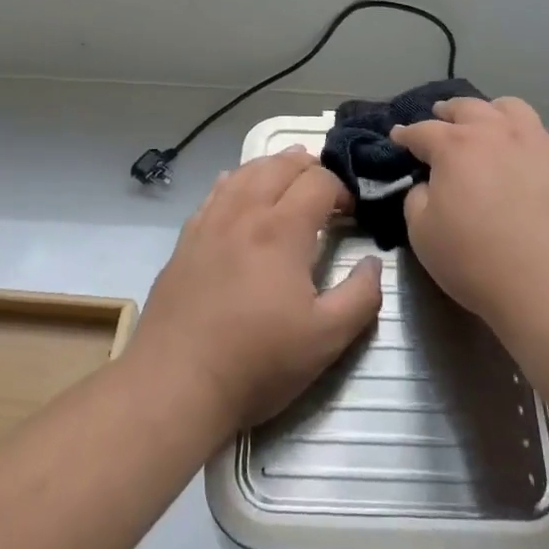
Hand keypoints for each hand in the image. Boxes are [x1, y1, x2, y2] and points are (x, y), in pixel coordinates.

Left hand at [129, 149, 382, 432]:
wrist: (175, 383)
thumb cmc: (257, 362)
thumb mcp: (327, 339)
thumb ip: (361, 295)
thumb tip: (373, 263)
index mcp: (282, 229)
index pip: (319, 181)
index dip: (342, 189)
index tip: (351, 214)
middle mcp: (245, 212)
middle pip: (280, 165)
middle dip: (310, 167)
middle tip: (325, 190)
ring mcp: (210, 222)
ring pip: (245, 171)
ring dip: (273, 167)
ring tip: (288, 177)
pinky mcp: (186, 239)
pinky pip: (215, 191)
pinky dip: (237, 180)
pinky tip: (240, 189)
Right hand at [393, 96, 548, 334]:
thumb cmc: (477, 261)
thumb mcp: (423, 233)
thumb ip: (417, 199)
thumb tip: (428, 185)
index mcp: (455, 146)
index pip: (422, 131)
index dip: (406, 134)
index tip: (398, 136)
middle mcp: (496, 132)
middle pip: (467, 107)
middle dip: (447, 112)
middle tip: (439, 119)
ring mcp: (536, 143)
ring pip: (510, 108)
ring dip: (490, 112)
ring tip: (485, 124)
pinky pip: (538, 135)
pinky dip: (521, 136)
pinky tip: (520, 156)